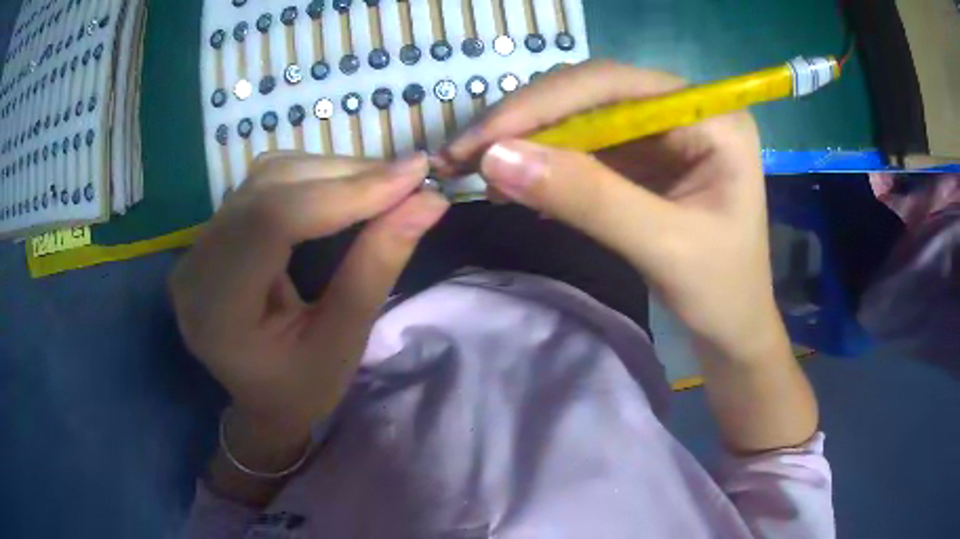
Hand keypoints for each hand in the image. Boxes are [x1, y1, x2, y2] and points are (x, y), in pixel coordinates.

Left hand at [170, 152, 447, 437]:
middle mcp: (196, 266)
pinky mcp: (213, 233)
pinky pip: (262, 184)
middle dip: (344, 176)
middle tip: (408, 178)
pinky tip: (344, 189)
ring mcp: (198, 245)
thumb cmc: (301, 389)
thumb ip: (377, 268)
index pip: (270, 221)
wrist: (261, 399)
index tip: (412, 178)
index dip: (343, 191)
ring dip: (330, 171)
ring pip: (266, 177)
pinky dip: (311, 177)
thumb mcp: (343, 344)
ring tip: (383, 184)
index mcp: (217, 311)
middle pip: (267, 189)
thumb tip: (428, 201)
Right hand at [437, 61, 816, 452]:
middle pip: (593, 95)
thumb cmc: (721, 292)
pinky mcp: (646, 159)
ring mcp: (664, 134)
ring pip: (582, 120)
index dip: (543, 104)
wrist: (735, 330)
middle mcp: (685, 110)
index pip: (614, 85)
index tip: (483, 139)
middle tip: (466, 154)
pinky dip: (548, 166)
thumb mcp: (663, 246)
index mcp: (711, 115)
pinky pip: (587, 149)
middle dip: (528, 122)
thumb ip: (588, 198)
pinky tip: (518, 186)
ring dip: (530, 144)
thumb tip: (497, 158)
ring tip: (482, 172)